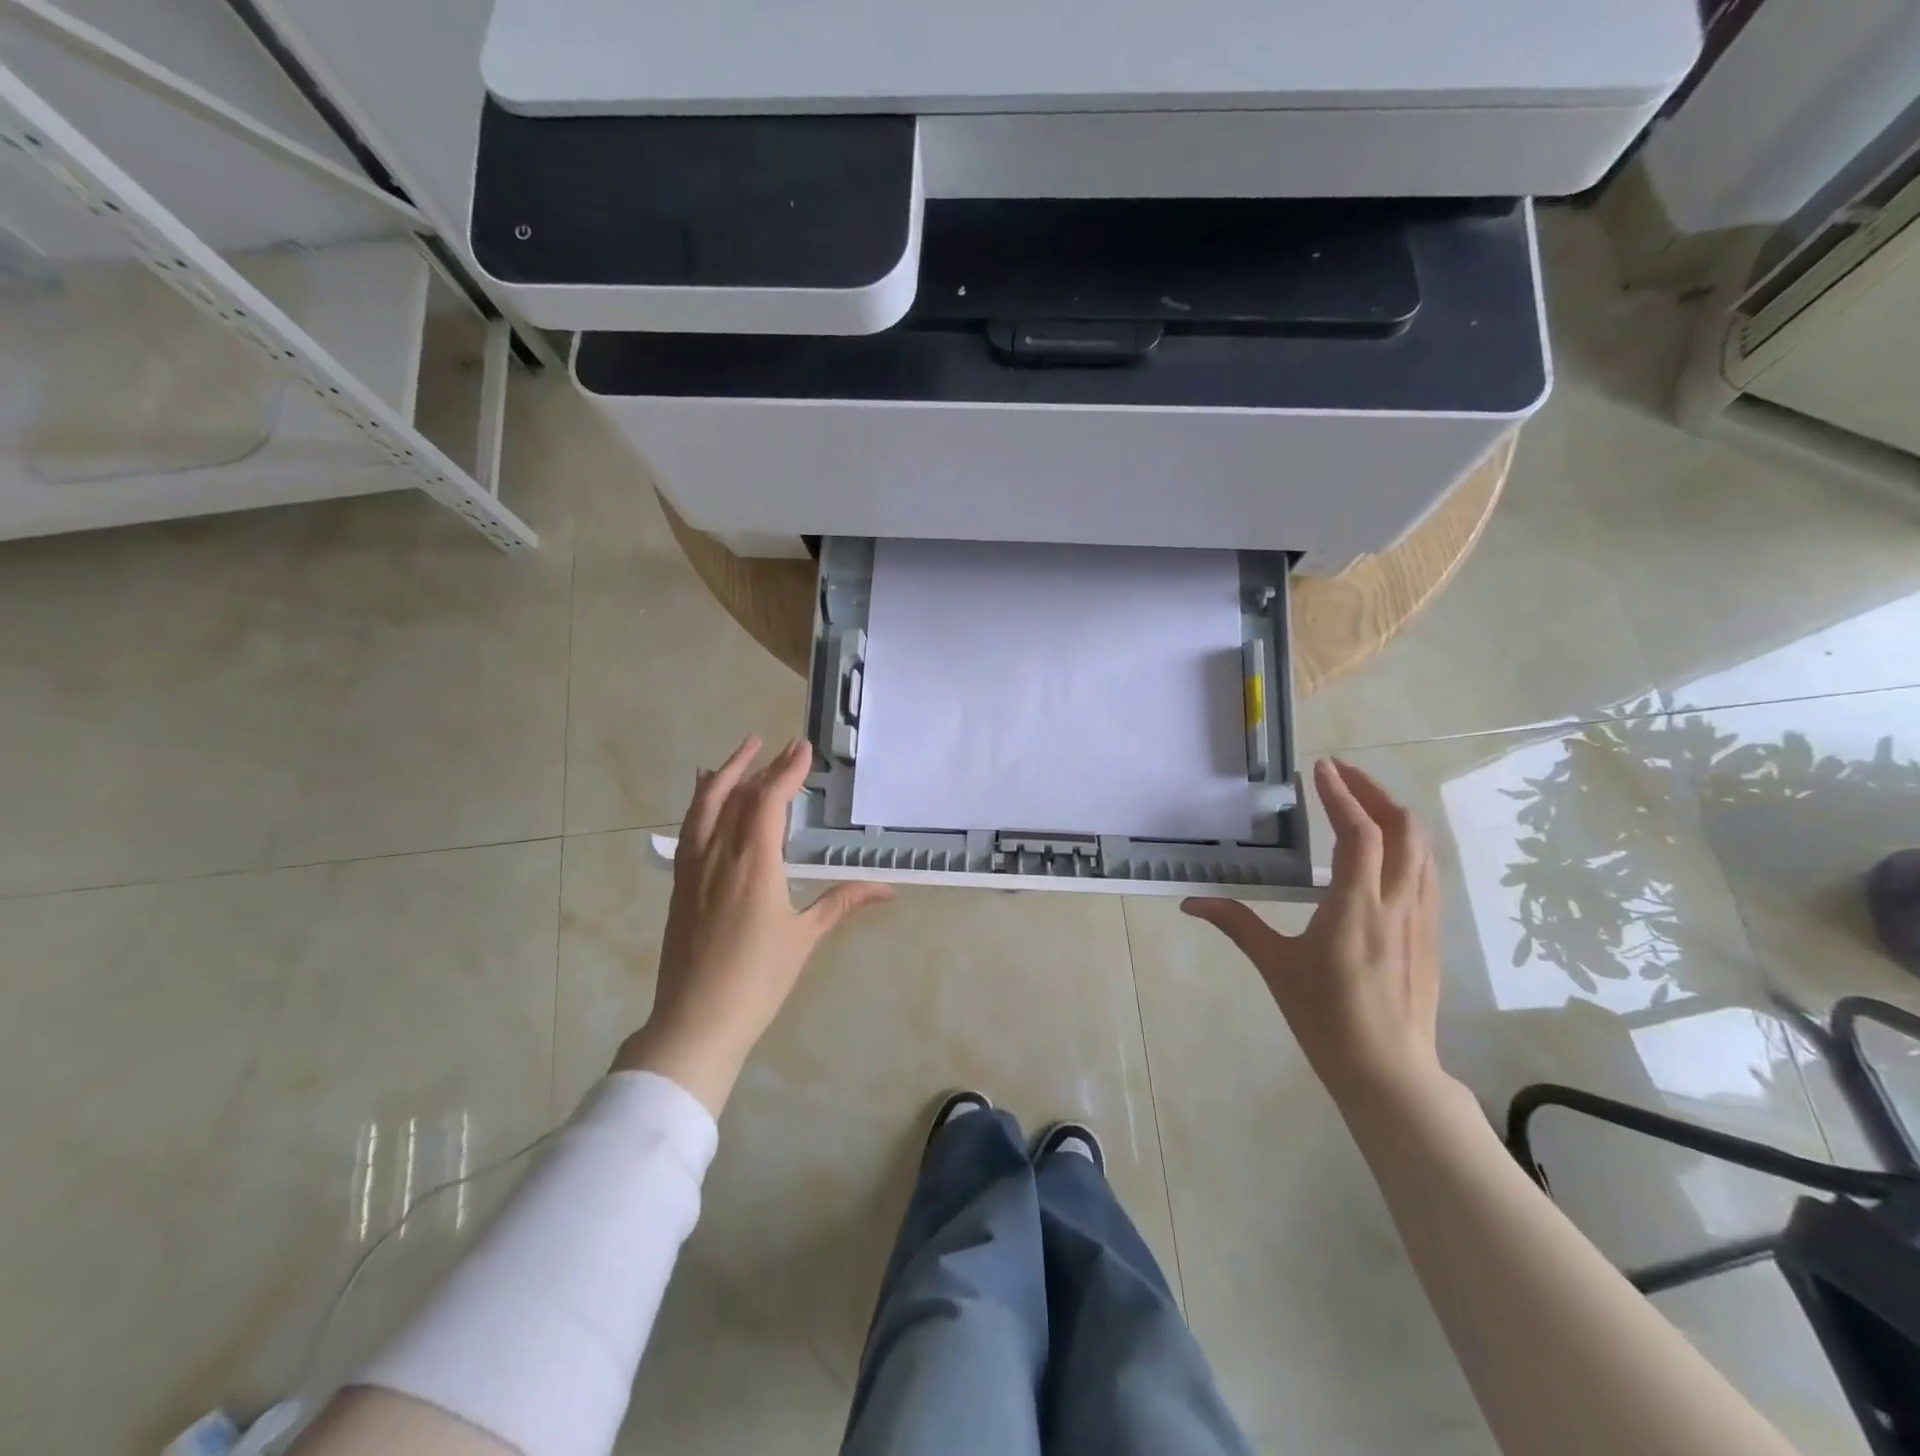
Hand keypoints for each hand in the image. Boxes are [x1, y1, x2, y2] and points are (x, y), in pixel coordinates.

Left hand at [613, 735, 890, 1115]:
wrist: (696, 1020)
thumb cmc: (758, 980)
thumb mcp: (805, 938)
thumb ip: (842, 902)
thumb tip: (889, 887)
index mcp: (754, 864)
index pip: (769, 801)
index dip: (787, 771)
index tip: (803, 749)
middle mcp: (720, 854)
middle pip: (740, 795)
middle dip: (764, 766)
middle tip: (786, 746)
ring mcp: (694, 866)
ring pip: (706, 804)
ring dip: (727, 772)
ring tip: (745, 750)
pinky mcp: (680, 881)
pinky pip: (690, 826)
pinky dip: (701, 799)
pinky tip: (705, 790)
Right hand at [1182, 758, 1446, 1107]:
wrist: (1389, 1072)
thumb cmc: (1326, 1018)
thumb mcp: (1275, 967)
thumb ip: (1236, 924)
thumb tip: (1190, 902)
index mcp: (1357, 908)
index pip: (1360, 834)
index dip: (1342, 795)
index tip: (1321, 768)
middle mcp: (1397, 904)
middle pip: (1405, 828)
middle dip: (1374, 792)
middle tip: (1340, 775)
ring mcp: (1421, 918)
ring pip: (1423, 848)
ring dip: (1394, 814)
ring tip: (1360, 801)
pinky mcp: (1430, 933)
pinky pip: (1426, 872)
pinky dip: (1407, 844)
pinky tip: (1383, 849)